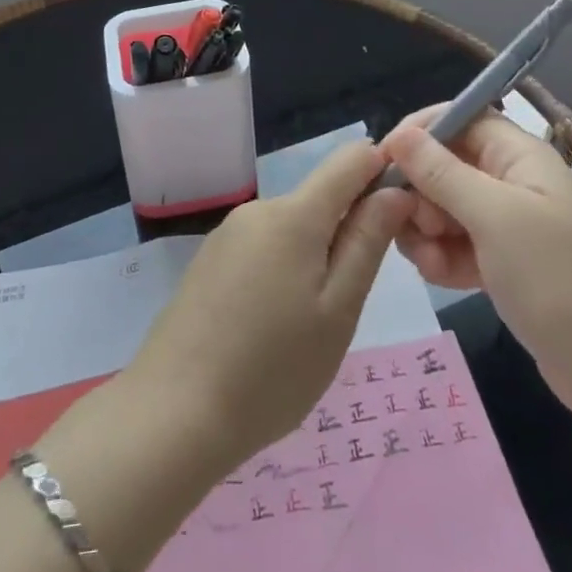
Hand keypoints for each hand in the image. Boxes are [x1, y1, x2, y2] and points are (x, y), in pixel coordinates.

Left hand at [126, 141, 413, 471]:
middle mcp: (258, 209)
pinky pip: (263, 248)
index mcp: (295, 213)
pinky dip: (282, 273)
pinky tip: (271, 327)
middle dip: (347, 232)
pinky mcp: (209, 260)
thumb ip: (367, 242)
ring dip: (314, 258)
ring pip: (292, 228)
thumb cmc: (272, 370)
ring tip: (307, 326)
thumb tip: (394, 190)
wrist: (173, 413)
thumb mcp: (338, 311)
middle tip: (349, 303)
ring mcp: (228, 234)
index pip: (351, 158)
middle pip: (320, 197)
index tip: (398, 220)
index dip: (382, 173)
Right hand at [378, 107, 571, 412]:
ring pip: (441, 207)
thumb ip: (441, 173)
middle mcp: (510, 180)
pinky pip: (452, 243)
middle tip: (421, 227)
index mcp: (519, 155)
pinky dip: (442, 258)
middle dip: (421, 193)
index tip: (386, 161)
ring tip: (434, 263)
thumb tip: (399, 136)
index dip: (421, 132)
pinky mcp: (499, 260)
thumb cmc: (556, 279)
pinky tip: (446, 280)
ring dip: (426, 232)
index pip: (459, 118)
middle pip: (443, 164)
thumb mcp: (493, 217)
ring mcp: (505, 222)